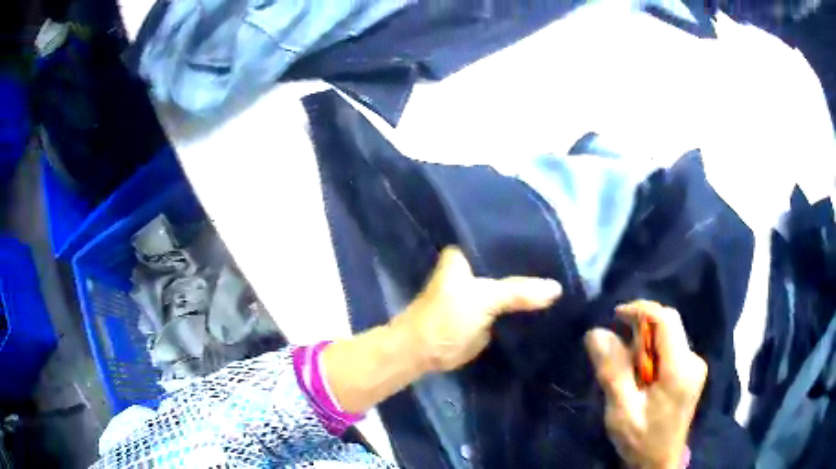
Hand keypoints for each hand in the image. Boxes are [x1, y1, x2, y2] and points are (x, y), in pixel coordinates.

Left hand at [391, 246, 562, 372]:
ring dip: (531, 288)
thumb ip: (519, 291)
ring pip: (512, 285)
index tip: (554, 239)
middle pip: (510, 264)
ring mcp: (482, 292)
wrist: (426, 353)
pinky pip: (512, 306)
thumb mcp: (484, 298)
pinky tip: (551, 301)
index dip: (525, 240)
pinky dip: (526, 307)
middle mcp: (475, 269)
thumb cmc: (447, 317)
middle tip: (565, 261)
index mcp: (467, 255)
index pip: (501, 240)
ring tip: (564, 278)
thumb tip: (558, 288)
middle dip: (533, 266)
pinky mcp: (487, 313)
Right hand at [585, 300, 706, 468]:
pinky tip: (639, 378)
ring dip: (644, 346)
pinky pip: (669, 349)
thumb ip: (612, 372)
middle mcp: (693, 360)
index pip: (666, 320)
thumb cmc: (641, 440)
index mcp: (680, 369)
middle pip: (667, 326)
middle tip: (615, 353)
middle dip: (640, 331)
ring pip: (667, 337)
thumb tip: (596, 333)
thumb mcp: (621, 411)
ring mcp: (694, 365)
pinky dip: (651, 355)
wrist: (659, 463)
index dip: (640, 310)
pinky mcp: (691, 371)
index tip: (614, 316)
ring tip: (626, 372)